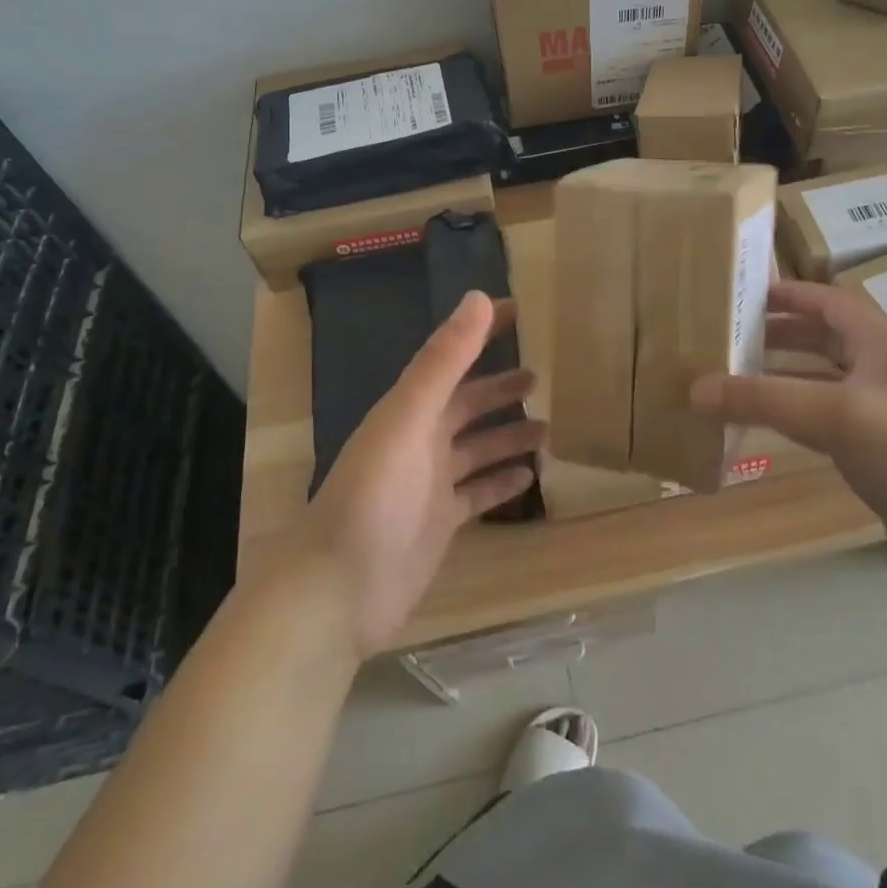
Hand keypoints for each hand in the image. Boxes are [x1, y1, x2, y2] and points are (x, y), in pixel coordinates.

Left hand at [292, 291, 544, 657]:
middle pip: (468, 404)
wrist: (337, 590)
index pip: (453, 356)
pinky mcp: (440, 523)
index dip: (482, 332)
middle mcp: (421, 438)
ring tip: (549, 427)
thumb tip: (478, 298)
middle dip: (501, 387)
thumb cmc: (374, 495)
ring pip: (478, 449)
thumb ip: (443, 360)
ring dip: (508, 435)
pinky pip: (478, 493)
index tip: (521, 311)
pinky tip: (530, 476)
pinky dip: (501, 482)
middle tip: (542, 374)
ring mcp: (431, 483)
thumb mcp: (409, 418)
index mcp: (410, 408)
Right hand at [691, 280, 886, 601]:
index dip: (788, 294)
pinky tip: (762, 425)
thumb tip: (694, 388)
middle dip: (777, 334)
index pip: (828, 301)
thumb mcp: (837, 415)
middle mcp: (881, 370)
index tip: (741, 294)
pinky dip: (791, 416)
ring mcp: (881, 413)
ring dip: (780, 375)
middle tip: (727, 337)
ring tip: (732, 376)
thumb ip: (764, 399)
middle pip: (822, 338)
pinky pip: (823, 421)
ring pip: (820, 380)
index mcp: (880, 343)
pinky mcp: (877, 454)